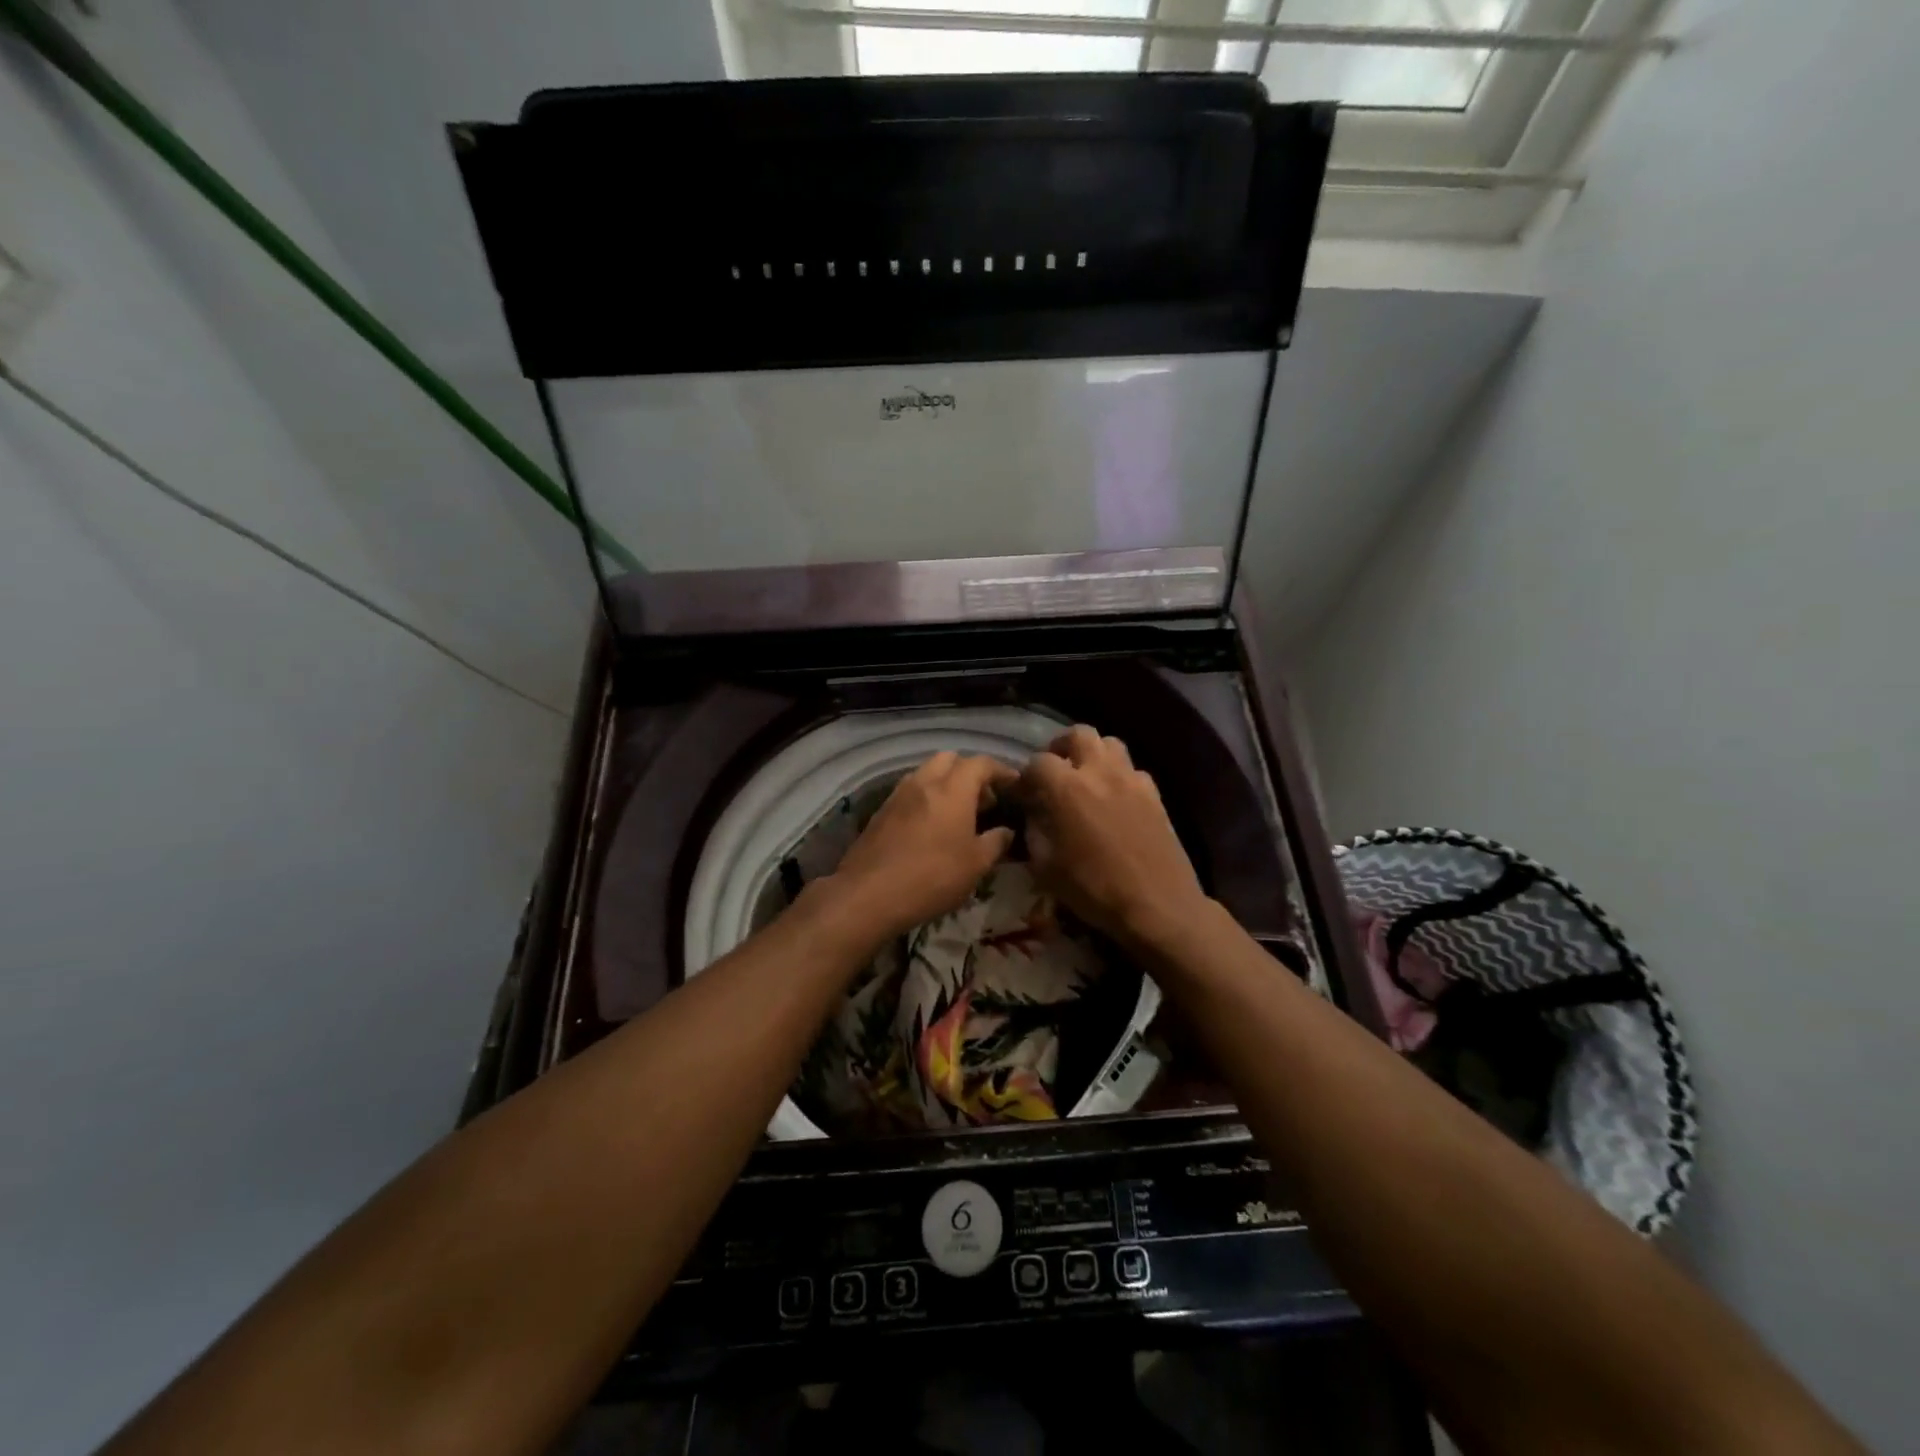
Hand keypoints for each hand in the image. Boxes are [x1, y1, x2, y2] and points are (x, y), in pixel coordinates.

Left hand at [821, 752, 1018, 943]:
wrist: (868, 894)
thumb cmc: (932, 877)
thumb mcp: (976, 865)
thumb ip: (995, 842)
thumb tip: (1006, 831)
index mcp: (952, 789)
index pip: (981, 764)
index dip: (1001, 770)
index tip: (1014, 784)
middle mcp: (924, 782)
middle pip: (950, 759)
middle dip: (970, 772)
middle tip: (984, 799)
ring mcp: (898, 795)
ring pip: (927, 772)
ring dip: (946, 783)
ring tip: (959, 812)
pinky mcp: (881, 811)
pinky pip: (910, 791)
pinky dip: (927, 797)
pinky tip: (932, 825)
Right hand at [1018, 726, 1209, 950]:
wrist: (1157, 904)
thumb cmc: (1094, 889)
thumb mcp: (1046, 867)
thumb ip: (1034, 831)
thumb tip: (1033, 813)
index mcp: (1067, 788)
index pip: (1038, 762)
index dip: (1026, 775)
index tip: (1023, 794)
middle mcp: (1100, 772)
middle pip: (1078, 734)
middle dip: (1061, 747)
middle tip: (1055, 771)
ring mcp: (1132, 779)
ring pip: (1110, 743)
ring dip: (1093, 754)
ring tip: (1086, 778)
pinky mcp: (1155, 794)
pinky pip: (1133, 769)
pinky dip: (1119, 775)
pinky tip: (1115, 799)